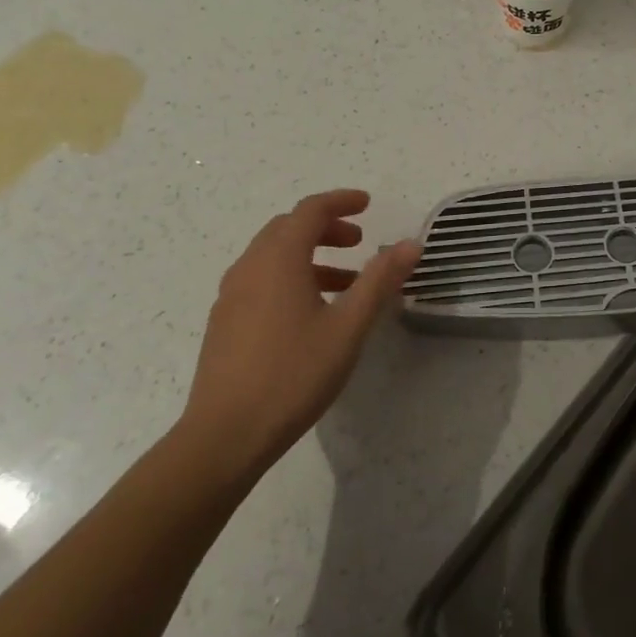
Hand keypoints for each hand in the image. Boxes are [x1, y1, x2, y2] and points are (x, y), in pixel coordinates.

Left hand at [179, 190, 421, 478]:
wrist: (225, 435)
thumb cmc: (293, 374)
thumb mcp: (348, 326)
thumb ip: (379, 280)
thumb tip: (410, 244)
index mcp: (278, 259)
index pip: (310, 210)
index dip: (341, 201)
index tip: (368, 204)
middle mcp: (249, 267)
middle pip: (288, 228)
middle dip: (325, 227)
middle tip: (359, 240)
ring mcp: (231, 296)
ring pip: (273, 256)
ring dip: (310, 255)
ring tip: (345, 282)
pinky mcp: (225, 322)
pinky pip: (261, 280)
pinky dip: (291, 277)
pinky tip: (311, 313)